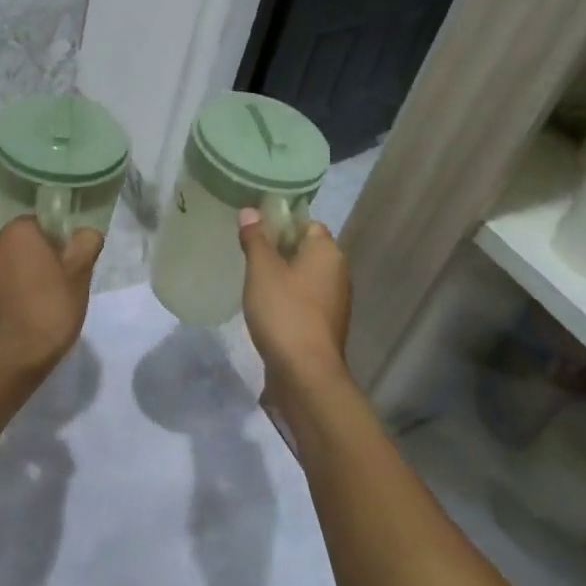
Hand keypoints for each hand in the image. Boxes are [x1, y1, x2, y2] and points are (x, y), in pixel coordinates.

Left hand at [0, 217, 102, 372]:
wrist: (11, 357)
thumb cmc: (49, 308)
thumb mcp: (80, 274)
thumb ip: (86, 244)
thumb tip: (86, 233)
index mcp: (16, 231)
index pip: (42, 225)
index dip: (59, 244)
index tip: (70, 268)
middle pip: (24, 244)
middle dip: (40, 260)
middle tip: (60, 287)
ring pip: (9, 266)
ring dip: (23, 277)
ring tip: (41, 305)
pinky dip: (10, 295)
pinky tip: (24, 317)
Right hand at [237, 210, 351, 396]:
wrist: (306, 374)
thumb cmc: (284, 312)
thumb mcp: (262, 270)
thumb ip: (256, 238)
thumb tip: (250, 211)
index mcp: (327, 253)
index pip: (306, 224)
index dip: (281, 222)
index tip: (254, 228)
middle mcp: (337, 273)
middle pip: (305, 249)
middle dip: (278, 249)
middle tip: (248, 252)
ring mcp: (334, 302)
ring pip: (304, 276)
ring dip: (281, 276)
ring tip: (252, 279)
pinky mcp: (325, 326)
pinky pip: (304, 300)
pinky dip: (287, 299)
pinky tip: (265, 307)